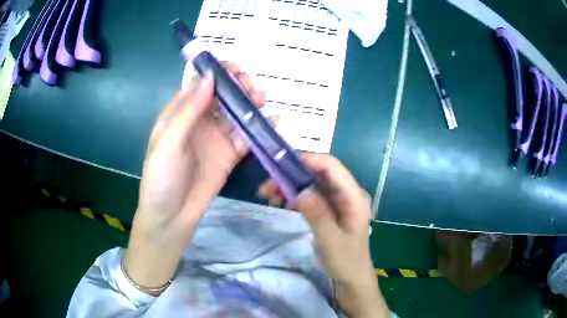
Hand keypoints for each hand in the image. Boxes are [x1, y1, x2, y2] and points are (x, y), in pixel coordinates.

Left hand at [124, 63, 266, 290]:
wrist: (172, 217)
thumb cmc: (162, 178)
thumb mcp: (168, 142)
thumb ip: (188, 111)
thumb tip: (209, 77)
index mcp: (180, 113)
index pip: (201, 85)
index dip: (218, 74)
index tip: (234, 68)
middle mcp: (200, 121)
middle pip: (222, 96)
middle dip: (237, 86)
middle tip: (250, 86)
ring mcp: (216, 138)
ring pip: (236, 113)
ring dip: (250, 103)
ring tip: (261, 98)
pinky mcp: (230, 155)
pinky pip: (246, 137)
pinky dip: (259, 129)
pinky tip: (273, 122)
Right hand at [259, 154, 388, 317]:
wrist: (351, 277)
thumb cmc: (346, 260)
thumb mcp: (331, 241)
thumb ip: (317, 215)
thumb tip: (300, 190)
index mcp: (354, 196)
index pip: (332, 167)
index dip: (309, 160)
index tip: (282, 165)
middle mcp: (346, 193)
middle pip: (318, 173)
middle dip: (293, 175)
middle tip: (268, 186)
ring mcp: (337, 201)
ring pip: (311, 184)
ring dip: (290, 186)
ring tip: (269, 196)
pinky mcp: (329, 209)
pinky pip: (310, 196)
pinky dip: (294, 197)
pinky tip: (280, 203)